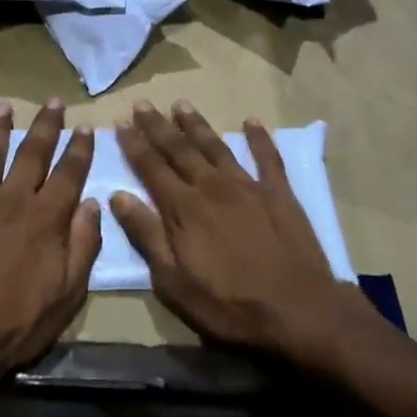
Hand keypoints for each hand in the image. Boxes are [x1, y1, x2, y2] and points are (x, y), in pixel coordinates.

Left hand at [0, 98, 101, 386]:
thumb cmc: (17, 323)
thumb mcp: (67, 294)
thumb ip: (83, 245)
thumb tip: (93, 204)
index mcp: (45, 218)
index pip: (68, 173)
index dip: (79, 148)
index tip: (85, 126)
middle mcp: (11, 200)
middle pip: (32, 153)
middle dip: (46, 125)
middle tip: (53, 101)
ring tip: (5, 106)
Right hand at [111, 101, 368, 362]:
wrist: (299, 312)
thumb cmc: (229, 306)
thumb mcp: (174, 283)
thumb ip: (146, 235)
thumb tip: (118, 196)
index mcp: (184, 208)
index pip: (151, 167)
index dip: (134, 143)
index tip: (119, 122)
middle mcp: (212, 186)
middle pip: (179, 149)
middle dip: (158, 126)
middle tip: (142, 103)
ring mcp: (248, 186)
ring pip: (216, 146)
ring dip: (197, 124)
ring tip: (181, 104)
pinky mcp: (279, 193)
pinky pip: (268, 157)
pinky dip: (259, 138)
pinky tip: (251, 121)